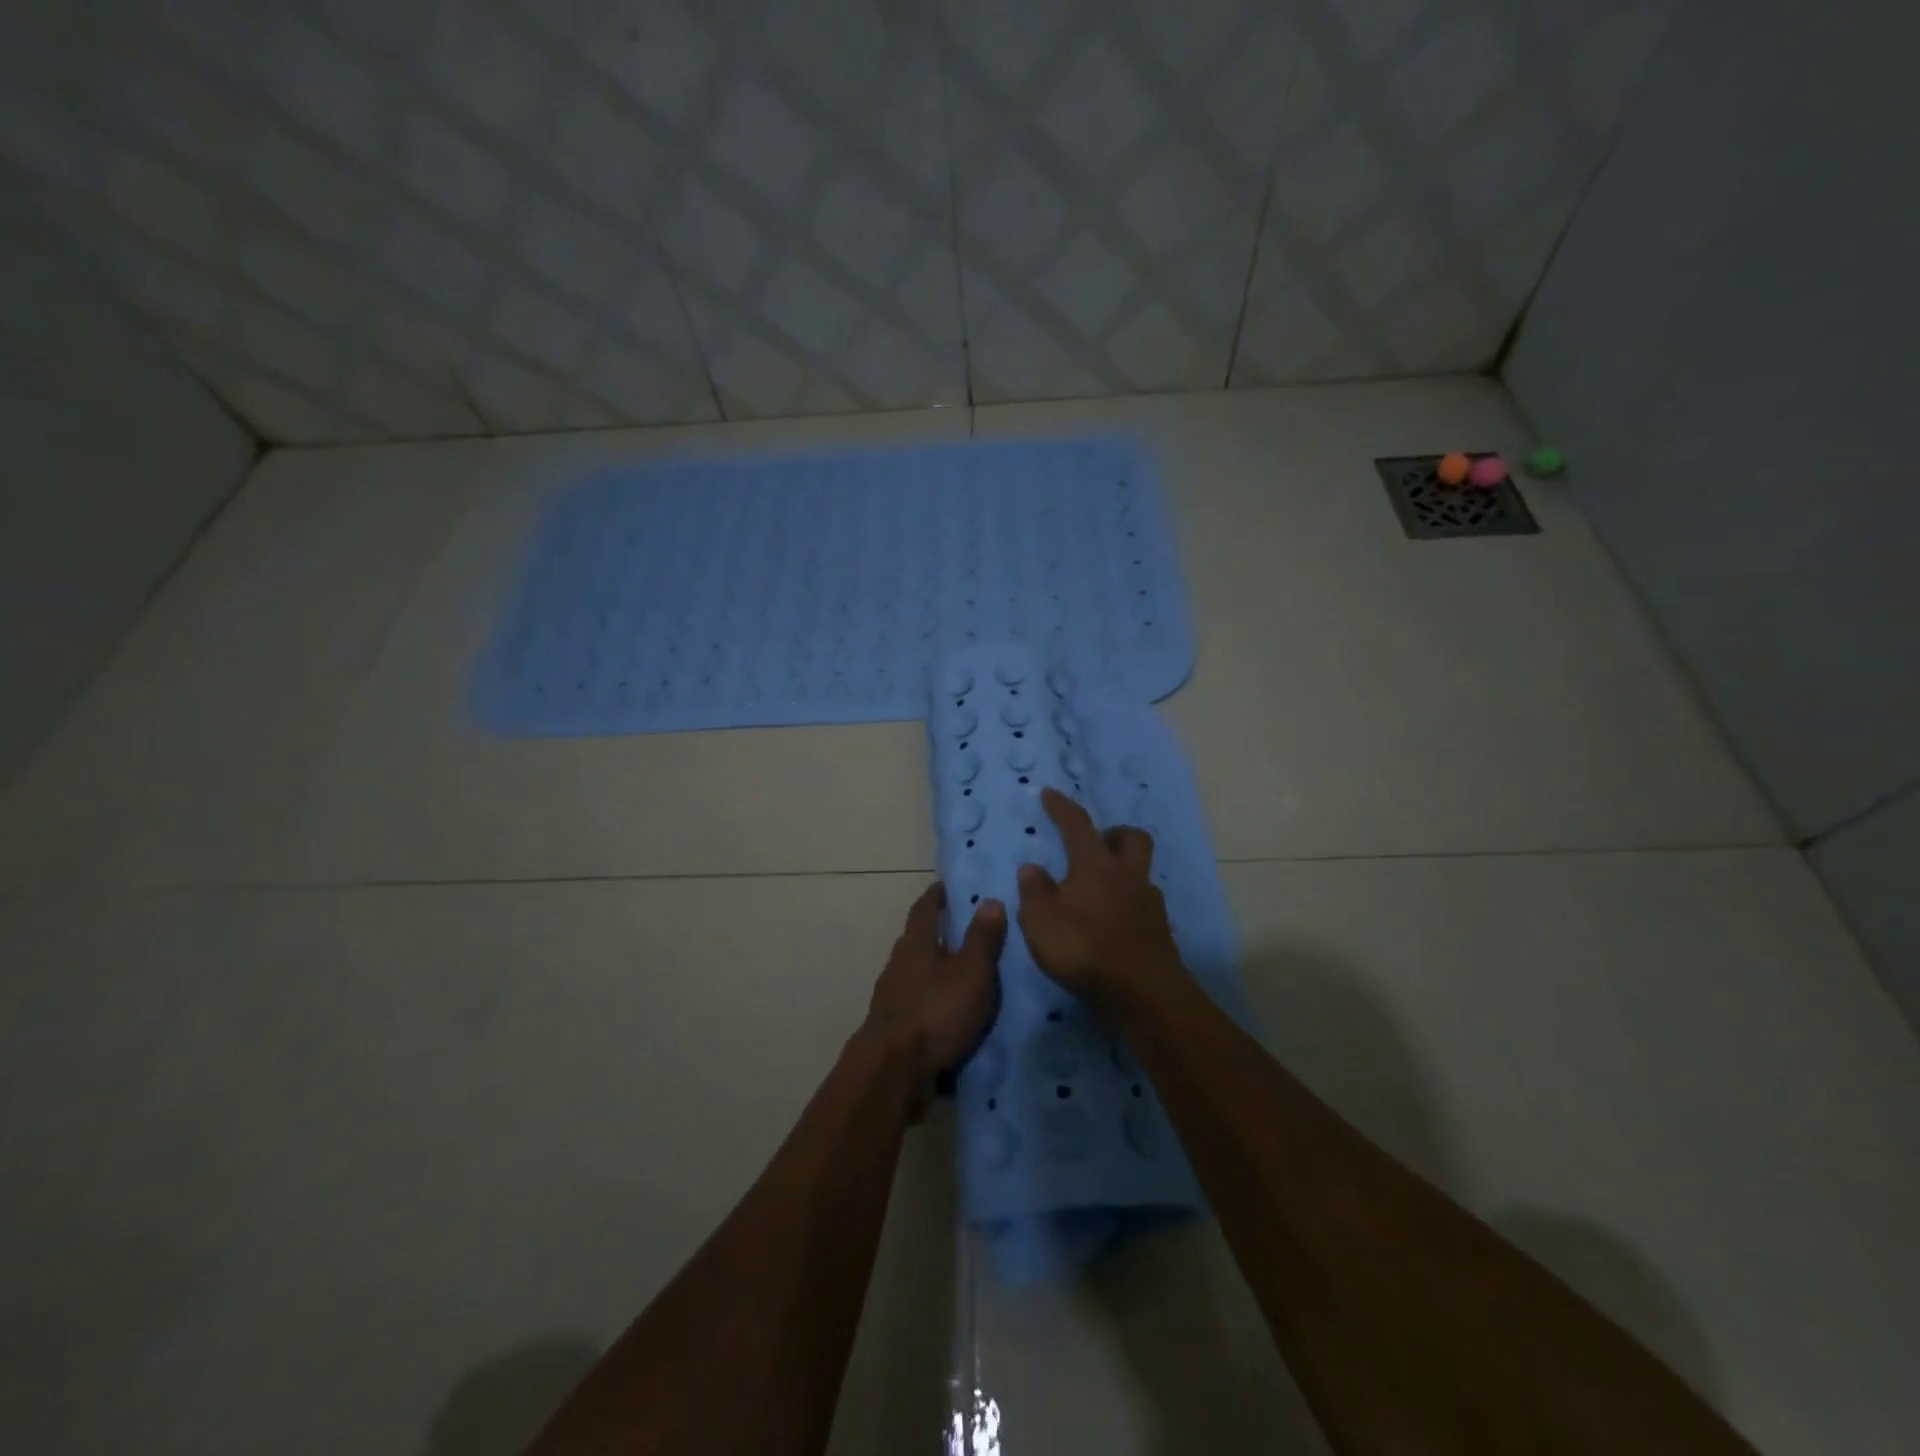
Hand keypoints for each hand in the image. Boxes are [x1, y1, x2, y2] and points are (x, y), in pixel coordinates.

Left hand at [864, 883, 1005, 1106]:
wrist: (893, 1069)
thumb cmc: (936, 1011)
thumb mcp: (971, 972)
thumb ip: (982, 938)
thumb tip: (990, 900)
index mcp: (916, 943)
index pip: (925, 908)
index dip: (936, 895)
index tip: (947, 886)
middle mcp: (898, 963)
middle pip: (916, 939)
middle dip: (936, 932)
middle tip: (962, 929)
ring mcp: (891, 996)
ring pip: (914, 972)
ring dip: (933, 969)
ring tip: (960, 974)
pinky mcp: (891, 1026)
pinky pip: (914, 1002)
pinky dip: (930, 999)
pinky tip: (946, 1011)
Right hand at [1016, 788, 1186, 1012]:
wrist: (1142, 992)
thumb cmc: (1084, 948)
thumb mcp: (1041, 921)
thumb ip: (1034, 891)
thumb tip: (1032, 868)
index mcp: (1095, 864)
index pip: (1077, 824)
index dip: (1062, 807)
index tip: (1050, 794)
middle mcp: (1127, 874)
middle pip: (1130, 837)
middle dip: (1113, 833)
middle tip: (1095, 843)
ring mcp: (1149, 902)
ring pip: (1140, 871)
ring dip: (1122, 871)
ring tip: (1099, 890)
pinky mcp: (1159, 929)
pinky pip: (1144, 902)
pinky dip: (1128, 903)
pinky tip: (1113, 922)